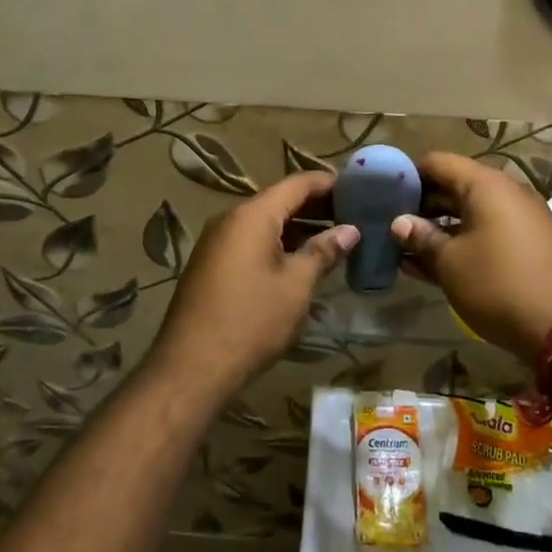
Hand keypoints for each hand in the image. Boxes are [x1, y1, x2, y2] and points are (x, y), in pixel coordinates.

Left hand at [146, 172, 357, 404]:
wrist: (191, 368)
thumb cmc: (251, 320)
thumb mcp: (296, 285)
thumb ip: (323, 251)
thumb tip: (350, 230)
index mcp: (253, 215)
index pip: (298, 183)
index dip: (330, 183)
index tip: (360, 190)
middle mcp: (231, 219)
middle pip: (280, 201)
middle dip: (317, 208)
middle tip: (354, 218)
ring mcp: (217, 242)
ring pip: (265, 223)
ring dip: (299, 229)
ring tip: (335, 241)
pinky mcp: (212, 265)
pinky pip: (251, 242)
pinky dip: (279, 245)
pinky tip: (301, 263)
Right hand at [392, 152, 551, 361]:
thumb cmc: (499, 285)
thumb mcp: (451, 263)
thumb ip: (422, 238)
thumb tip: (399, 223)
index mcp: (486, 185)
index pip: (437, 162)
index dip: (408, 175)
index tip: (384, 193)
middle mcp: (507, 193)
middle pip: (454, 186)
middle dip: (422, 205)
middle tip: (392, 224)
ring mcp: (522, 219)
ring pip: (470, 213)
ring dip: (440, 228)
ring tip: (406, 249)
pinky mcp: (530, 245)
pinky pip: (488, 232)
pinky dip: (463, 242)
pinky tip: (433, 265)